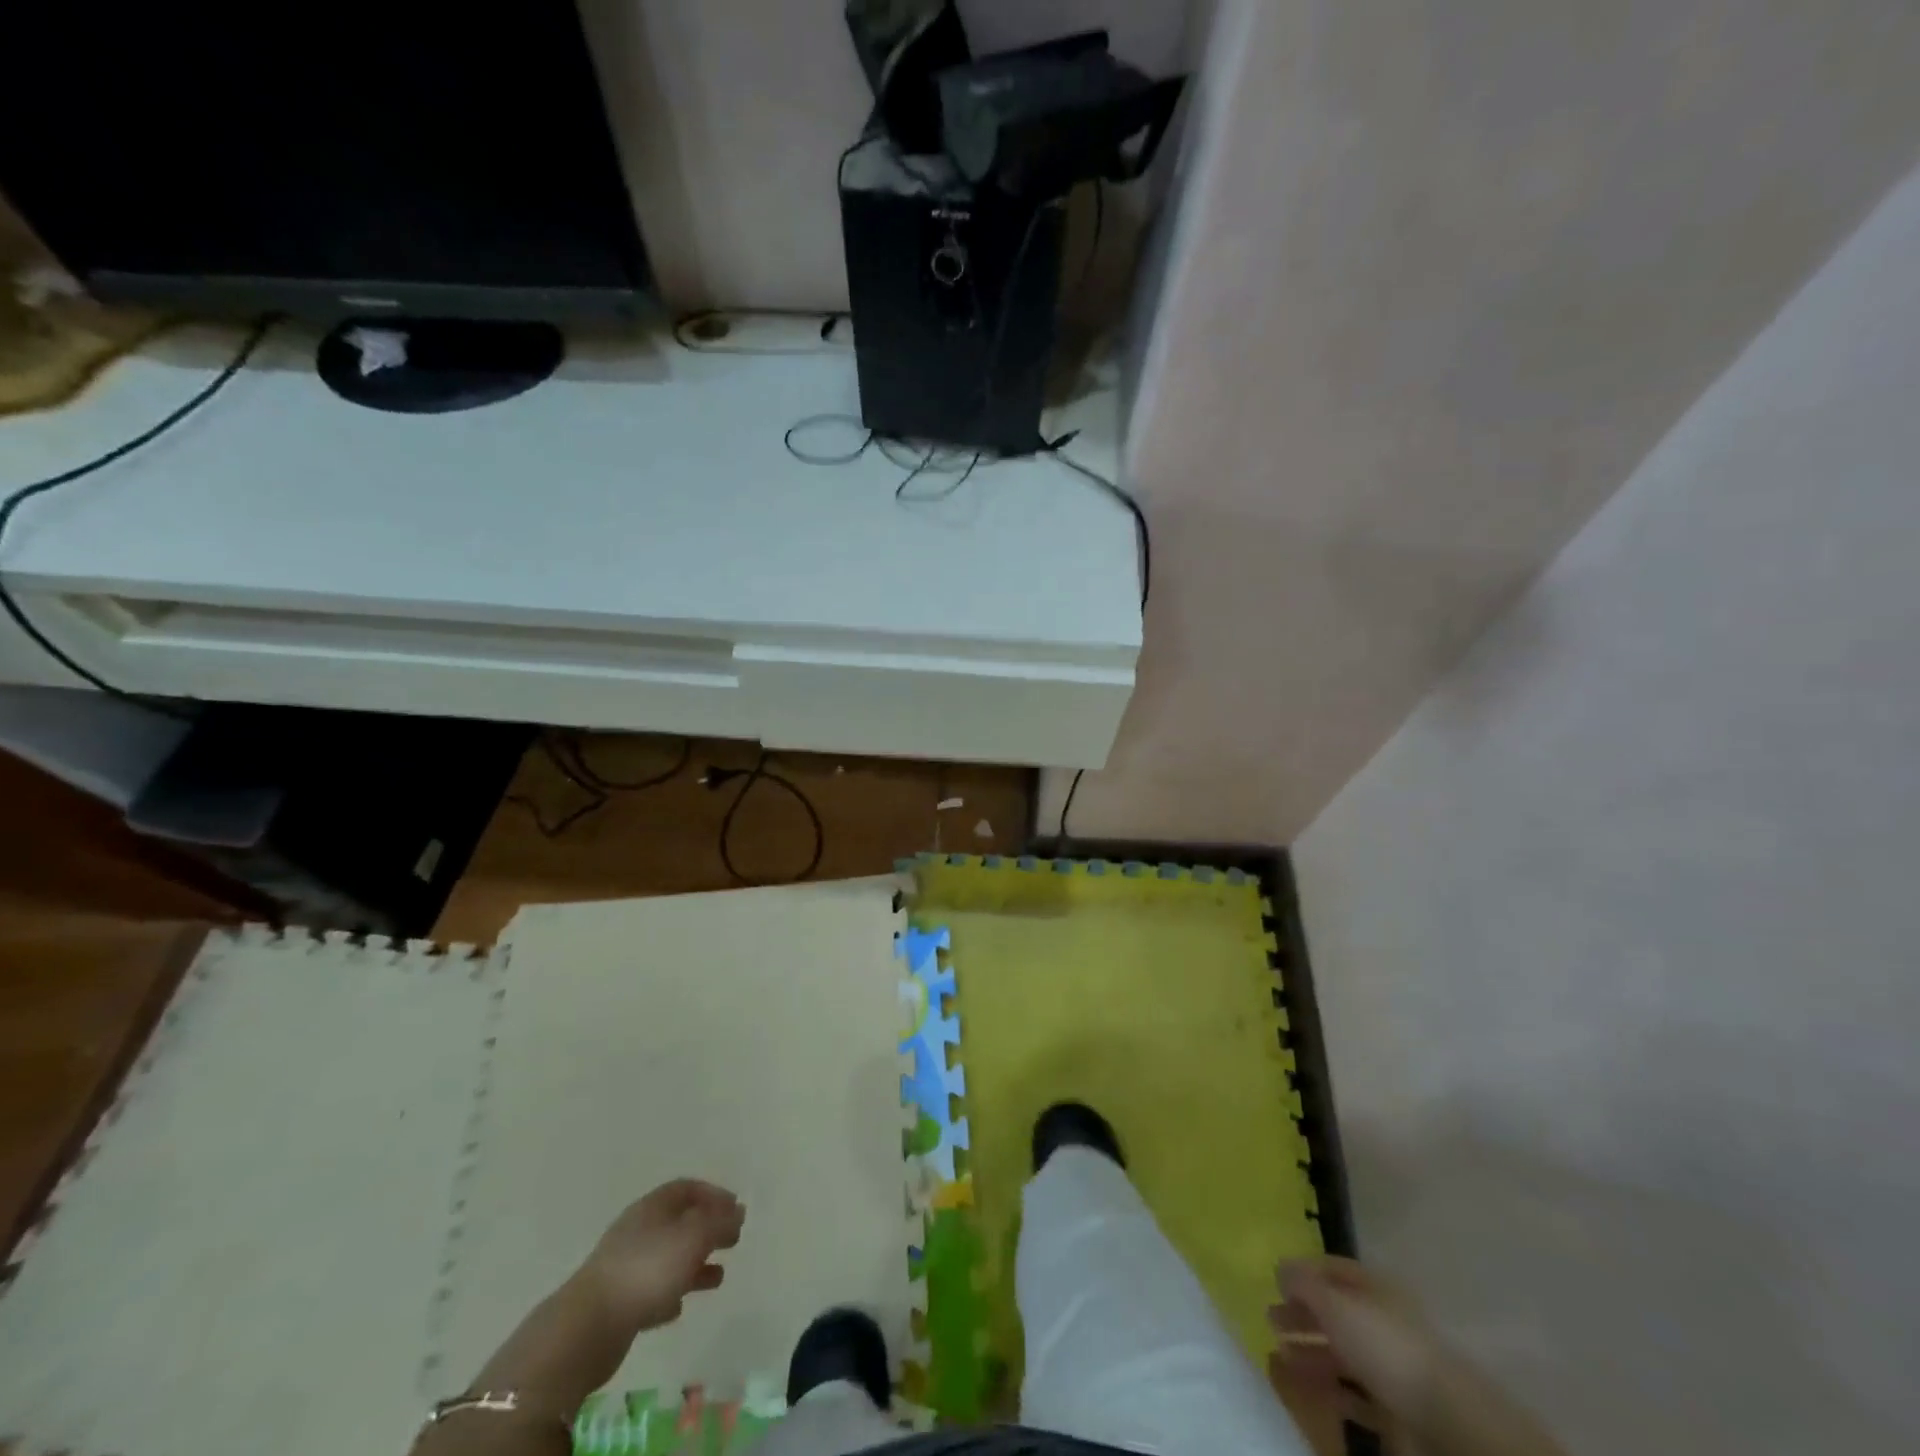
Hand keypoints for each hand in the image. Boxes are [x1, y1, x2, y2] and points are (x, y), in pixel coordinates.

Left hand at [573, 1179, 744, 1337]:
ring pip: (668, 1258)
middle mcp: (638, 1230)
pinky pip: (651, 1291)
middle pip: (679, 1222)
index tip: (736, 1209)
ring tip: (719, 1278)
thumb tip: (738, 1211)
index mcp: (653, 1207)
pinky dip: (670, 1293)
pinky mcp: (616, 1303)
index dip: (714, 1195)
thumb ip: (720, 1223)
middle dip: (708, 1230)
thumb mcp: (694, 1237)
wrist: (586, 1328)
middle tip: (733, 1240)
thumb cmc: (647, 1270)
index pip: (687, 1188)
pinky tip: (680, 1307)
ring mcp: (624, 1266)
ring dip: (694, 1264)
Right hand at [1269, 1256, 1441, 1434]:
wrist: (1441, 1418)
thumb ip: (1303, 1282)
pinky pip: (1350, 1391)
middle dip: (1301, 1314)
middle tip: (1269, 1320)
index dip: (1303, 1272)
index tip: (1274, 1281)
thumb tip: (1279, 1267)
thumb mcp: (1334, 1302)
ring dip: (1308, 1351)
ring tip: (1276, 1353)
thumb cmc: (1382, 1344)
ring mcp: (1388, 1365)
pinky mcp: (1391, 1406)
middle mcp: (1381, 1320)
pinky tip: (1300, 1385)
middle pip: (1334, 1312)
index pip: (1333, 1269)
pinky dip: (1324, 1386)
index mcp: (1374, 1287)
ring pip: (1340, 1352)